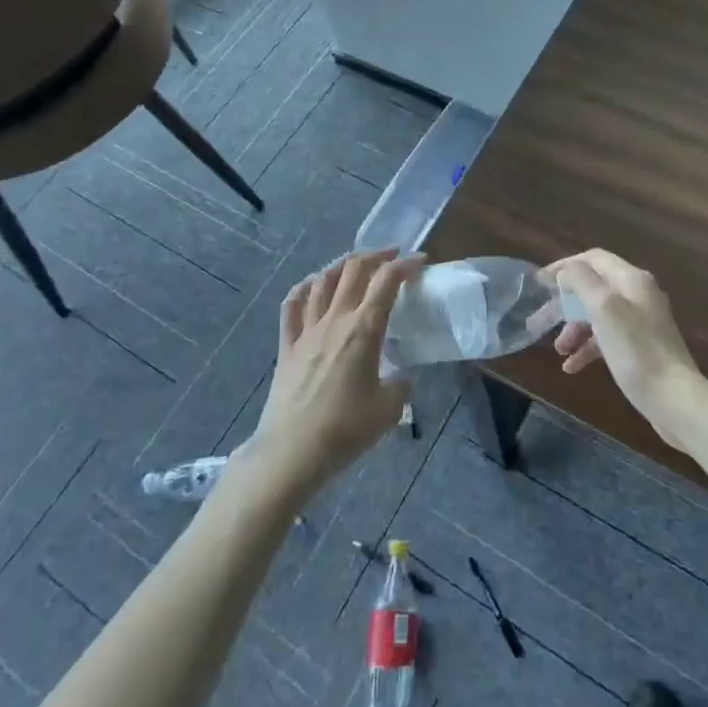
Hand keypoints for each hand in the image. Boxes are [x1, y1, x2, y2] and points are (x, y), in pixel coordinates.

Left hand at [242, 249, 418, 499]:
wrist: (292, 451)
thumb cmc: (345, 429)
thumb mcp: (389, 410)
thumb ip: (401, 385)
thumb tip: (403, 375)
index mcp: (364, 329)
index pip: (387, 281)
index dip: (406, 265)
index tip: (421, 261)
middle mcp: (335, 319)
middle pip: (354, 270)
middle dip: (376, 255)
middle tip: (393, 255)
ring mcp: (307, 330)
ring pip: (323, 280)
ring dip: (342, 264)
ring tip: (356, 263)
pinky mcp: (286, 345)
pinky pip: (292, 305)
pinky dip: (304, 288)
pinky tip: (312, 285)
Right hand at [542, 250, 707, 452]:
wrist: (674, 398)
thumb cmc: (636, 350)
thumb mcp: (604, 308)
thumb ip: (582, 281)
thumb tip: (567, 271)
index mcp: (632, 279)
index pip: (593, 259)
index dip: (565, 266)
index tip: (540, 283)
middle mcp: (638, 294)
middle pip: (593, 288)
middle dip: (564, 304)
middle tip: (539, 321)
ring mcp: (641, 321)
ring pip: (598, 315)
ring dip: (574, 328)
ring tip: (558, 350)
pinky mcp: (641, 347)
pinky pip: (607, 338)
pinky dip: (588, 347)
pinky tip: (572, 366)